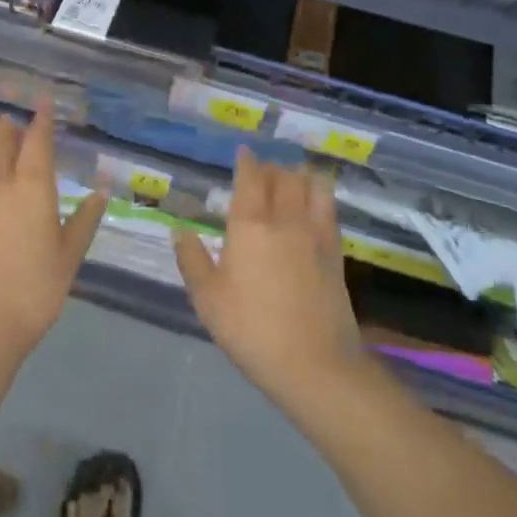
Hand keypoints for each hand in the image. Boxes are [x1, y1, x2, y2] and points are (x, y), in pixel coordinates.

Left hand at [0, 100, 108, 364]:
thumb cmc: (33, 291)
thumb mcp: (68, 257)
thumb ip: (84, 220)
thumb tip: (100, 192)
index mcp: (32, 187)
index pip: (37, 140)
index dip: (42, 119)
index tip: (43, 102)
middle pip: (2, 140)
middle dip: (10, 128)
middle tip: (14, 121)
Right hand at [175, 150, 366, 409]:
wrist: (314, 363)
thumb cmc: (251, 329)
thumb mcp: (208, 299)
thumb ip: (192, 260)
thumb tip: (180, 231)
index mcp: (249, 225)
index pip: (250, 179)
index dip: (247, 161)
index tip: (243, 152)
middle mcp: (285, 219)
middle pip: (283, 177)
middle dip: (272, 167)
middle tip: (263, 168)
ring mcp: (315, 234)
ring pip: (311, 187)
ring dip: (299, 175)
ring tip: (291, 176)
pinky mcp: (336, 252)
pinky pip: (329, 209)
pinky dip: (320, 195)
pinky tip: (315, 202)